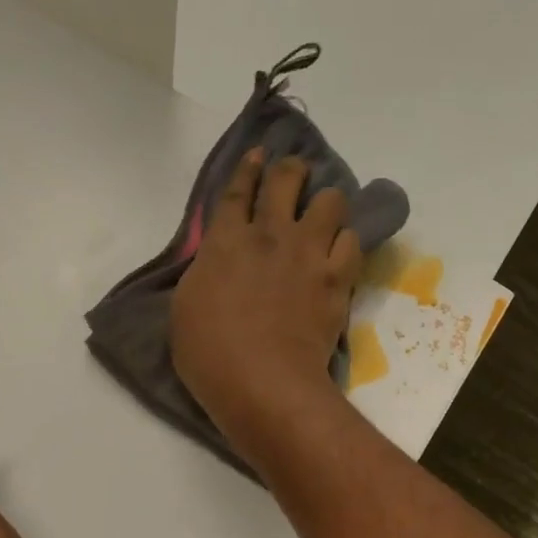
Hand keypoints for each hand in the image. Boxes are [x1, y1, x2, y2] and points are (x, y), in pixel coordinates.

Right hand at [171, 150, 361, 458]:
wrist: (263, 382)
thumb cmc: (210, 354)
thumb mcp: (185, 308)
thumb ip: (204, 274)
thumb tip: (217, 262)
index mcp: (225, 241)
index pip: (239, 190)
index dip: (248, 167)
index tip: (258, 154)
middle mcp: (269, 235)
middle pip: (287, 180)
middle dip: (291, 170)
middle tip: (293, 177)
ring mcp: (308, 254)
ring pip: (330, 201)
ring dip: (325, 204)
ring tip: (323, 219)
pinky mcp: (336, 279)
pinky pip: (352, 242)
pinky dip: (345, 242)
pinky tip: (339, 252)